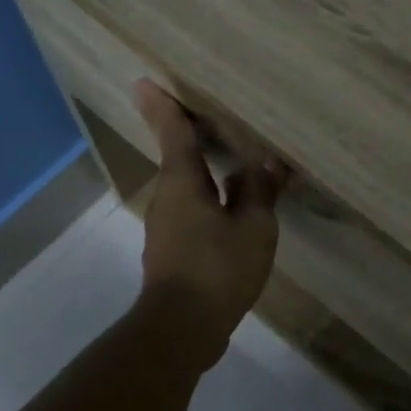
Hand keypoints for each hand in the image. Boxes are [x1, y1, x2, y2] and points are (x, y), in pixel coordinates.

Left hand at [133, 80, 285, 368]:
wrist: (182, 328)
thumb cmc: (218, 268)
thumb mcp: (253, 227)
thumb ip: (259, 191)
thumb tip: (266, 161)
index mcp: (183, 183)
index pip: (173, 133)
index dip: (164, 107)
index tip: (144, 82)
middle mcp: (167, 199)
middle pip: (179, 160)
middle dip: (190, 139)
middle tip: (209, 119)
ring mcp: (166, 229)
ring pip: (187, 191)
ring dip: (205, 176)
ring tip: (234, 168)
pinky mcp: (173, 254)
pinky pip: (193, 215)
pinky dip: (210, 205)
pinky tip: (233, 215)